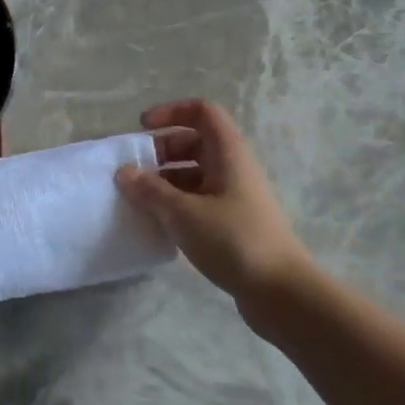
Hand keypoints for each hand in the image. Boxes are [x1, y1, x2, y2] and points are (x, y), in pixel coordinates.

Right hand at [115, 100, 316, 316]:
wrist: (281, 292)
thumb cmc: (233, 240)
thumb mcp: (183, 213)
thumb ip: (151, 191)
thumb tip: (124, 173)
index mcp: (228, 153)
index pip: (202, 112)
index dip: (171, 112)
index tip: (142, 128)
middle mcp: (234, 168)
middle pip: (196, 142)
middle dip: (162, 150)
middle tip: (135, 170)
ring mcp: (236, 197)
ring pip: (196, 174)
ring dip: (166, 180)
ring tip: (139, 200)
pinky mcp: (234, 224)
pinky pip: (200, 200)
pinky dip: (177, 204)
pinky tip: (159, 224)